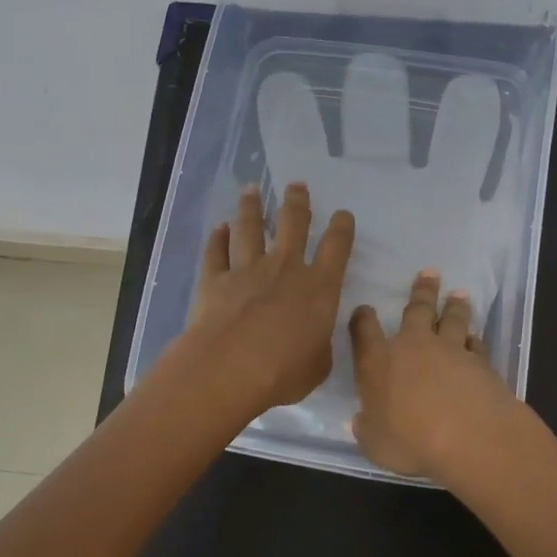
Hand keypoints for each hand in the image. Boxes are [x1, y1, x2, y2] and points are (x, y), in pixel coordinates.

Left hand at [179, 183, 355, 419]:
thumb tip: (316, 337)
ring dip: (252, 208)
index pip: (336, 247)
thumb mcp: (318, 364)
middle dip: (297, 202)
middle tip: (296, 185)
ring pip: (250, 228)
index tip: (342, 214)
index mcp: (319, 287)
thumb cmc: (284, 371)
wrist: (230, 368)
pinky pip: (216, 252)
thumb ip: (319, 344)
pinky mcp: (214, 280)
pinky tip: (219, 228)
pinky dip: (217, 239)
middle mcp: (284, 268)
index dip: (341, 228)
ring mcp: (246, 270)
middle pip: (293, 224)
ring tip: (252, 190)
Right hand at [348, 269, 523, 487]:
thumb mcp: (375, 444)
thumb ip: (367, 429)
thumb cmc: (410, 441)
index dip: (362, 319)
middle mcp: (413, 347)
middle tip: (429, 273)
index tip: (364, 310)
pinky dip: (474, 341)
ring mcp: (450, 350)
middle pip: (416, 310)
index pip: (364, 331)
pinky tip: (476, 338)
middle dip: (421, 291)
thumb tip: (361, 421)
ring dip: (454, 306)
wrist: (469, 436)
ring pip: (452, 320)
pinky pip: (475, 345)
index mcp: (378, 362)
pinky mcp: (480, 362)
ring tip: (459, 294)